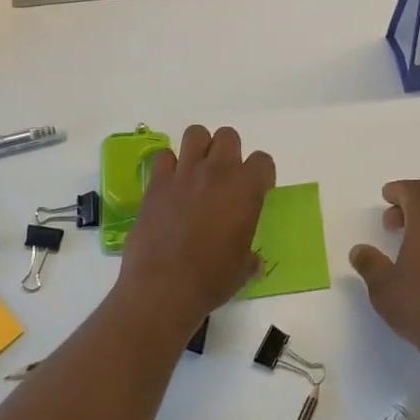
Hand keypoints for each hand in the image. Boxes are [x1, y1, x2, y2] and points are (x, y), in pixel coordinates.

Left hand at [116, 125, 274, 331]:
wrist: (164, 286)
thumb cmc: (212, 279)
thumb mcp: (242, 269)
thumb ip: (249, 258)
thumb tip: (254, 262)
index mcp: (246, 189)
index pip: (262, 161)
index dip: (261, 174)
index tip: (256, 190)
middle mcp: (217, 172)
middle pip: (228, 136)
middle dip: (229, 151)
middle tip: (224, 177)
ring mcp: (184, 173)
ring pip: (196, 133)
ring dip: (200, 147)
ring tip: (197, 170)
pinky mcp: (156, 182)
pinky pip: (164, 156)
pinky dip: (169, 165)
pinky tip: (170, 184)